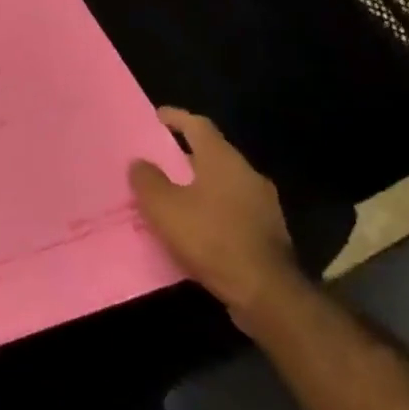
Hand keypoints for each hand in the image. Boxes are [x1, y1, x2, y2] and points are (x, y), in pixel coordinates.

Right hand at [130, 108, 301, 330]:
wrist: (266, 292)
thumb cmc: (211, 238)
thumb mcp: (164, 208)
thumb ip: (148, 180)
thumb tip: (140, 163)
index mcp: (223, 159)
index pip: (198, 125)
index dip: (176, 118)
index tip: (156, 117)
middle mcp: (247, 173)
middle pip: (212, 153)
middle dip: (185, 155)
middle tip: (158, 161)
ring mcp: (263, 203)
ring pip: (224, 183)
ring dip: (199, 185)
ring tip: (173, 196)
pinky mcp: (268, 232)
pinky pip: (233, 209)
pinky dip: (213, 210)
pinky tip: (196, 227)